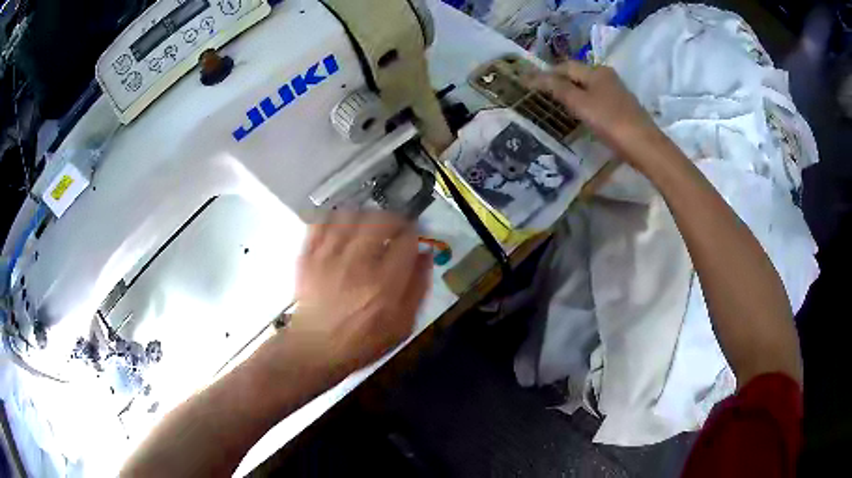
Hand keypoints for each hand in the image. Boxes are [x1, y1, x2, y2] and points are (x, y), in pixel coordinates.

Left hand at [286, 211, 432, 374]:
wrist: (315, 348)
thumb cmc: (362, 341)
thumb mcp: (402, 325)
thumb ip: (417, 288)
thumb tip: (426, 256)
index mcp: (384, 283)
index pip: (407, 239)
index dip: (414, 233)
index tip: (414, 237)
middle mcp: (357, 263)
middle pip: (380, 220)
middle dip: (393, 219)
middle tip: (394, 229)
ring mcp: (329, 256)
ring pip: (351, 215)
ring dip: (364, 216)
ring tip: (368, 227)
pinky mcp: (308, 256)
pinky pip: (321, 223)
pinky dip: (333, 219)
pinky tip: (341, 229)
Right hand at [529, 60, 666, 171]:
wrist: (644, 146)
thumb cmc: (611, 122)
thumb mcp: (580, 103)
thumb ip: (558, 88)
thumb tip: (533, 75)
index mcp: (596, 71)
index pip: (565, 66)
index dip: (546, 73)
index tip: (529, 83)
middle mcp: (606, 77)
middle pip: (577, 74)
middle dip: (558, 81)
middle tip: (540, 93)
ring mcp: (616, 92)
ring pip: (587, 87)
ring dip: (571, 92)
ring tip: (555, 103)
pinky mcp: (621, 108)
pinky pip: (596, 99)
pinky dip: (583, 102)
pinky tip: (579, 113)